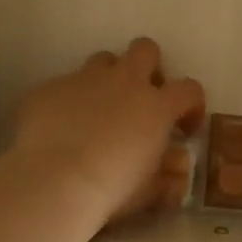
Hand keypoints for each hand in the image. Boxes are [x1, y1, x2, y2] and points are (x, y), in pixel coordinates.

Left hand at [11, 38, 205, 225]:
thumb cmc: (112, 189)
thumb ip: (169, 176)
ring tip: (100, 109)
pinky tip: (60, 129)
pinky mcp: (49, 88)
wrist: (53, 183)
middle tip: (142, 98)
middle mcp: (123, 82)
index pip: (189, 89)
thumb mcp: (151, 191)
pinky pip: (64, 86)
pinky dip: (69, 102)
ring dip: (108, 79)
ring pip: (103, 60)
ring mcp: (83, 80)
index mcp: (156, 106)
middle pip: (145, 49)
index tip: (184, 129)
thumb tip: (176, 168)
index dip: (192, 105)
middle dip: (149, 67)